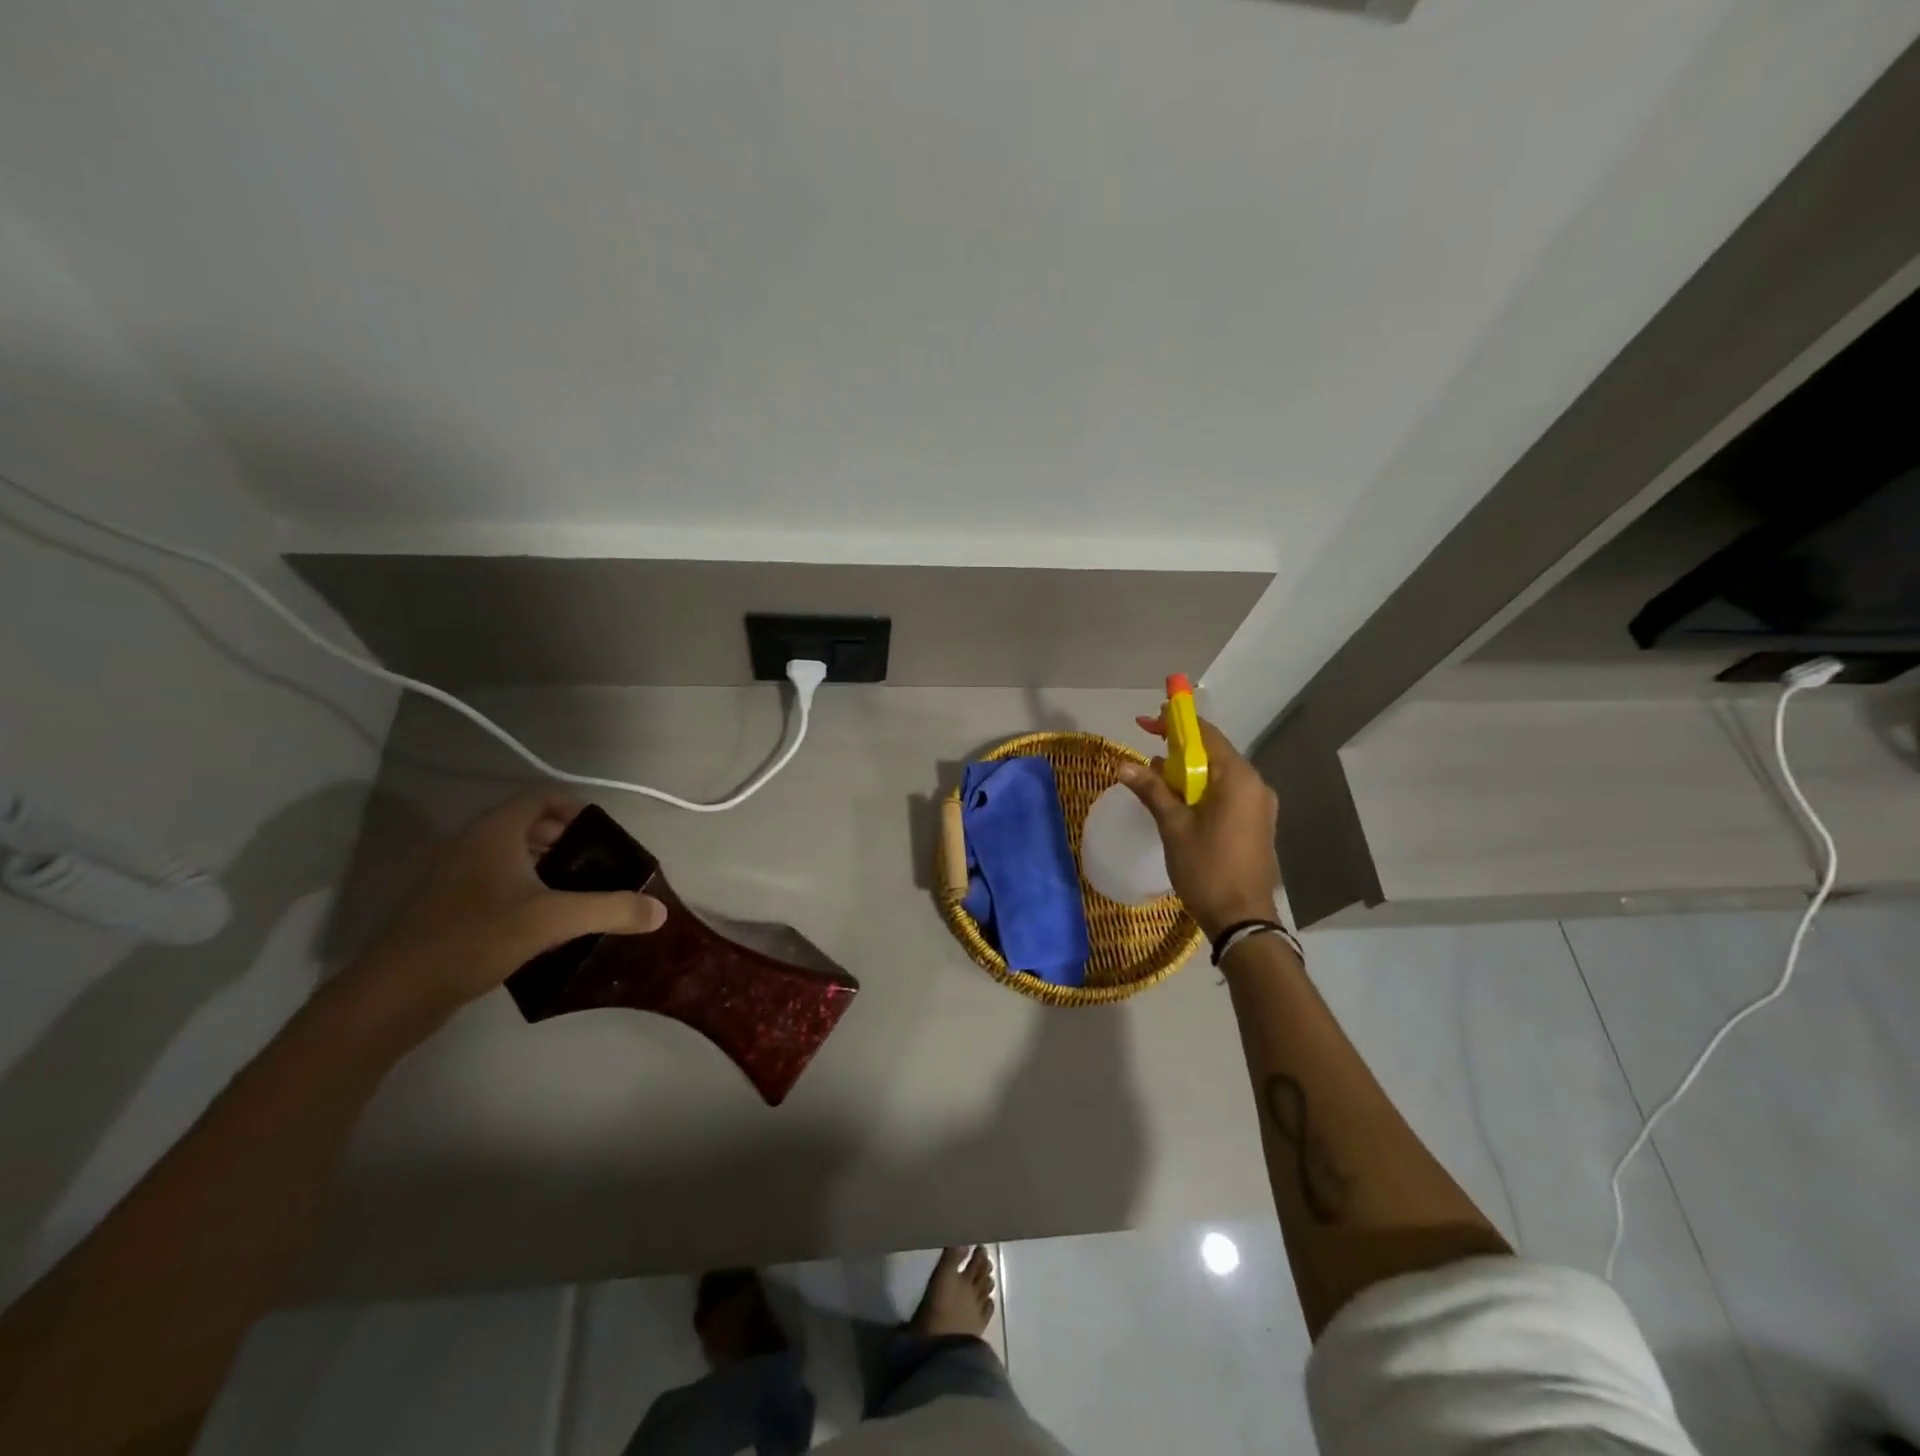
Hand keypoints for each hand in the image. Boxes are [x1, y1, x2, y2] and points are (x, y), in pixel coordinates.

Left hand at [343, 792, 664, 1025]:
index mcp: (493, 834)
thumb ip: (610, 910)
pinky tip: (543, 922)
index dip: (576, 808)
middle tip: (599, 866)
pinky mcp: (444, 909)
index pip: (540, 798)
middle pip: (526, 826)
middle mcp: (470, 846)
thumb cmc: (475, 939)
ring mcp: (452, 878)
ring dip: (544, 866)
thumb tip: (659, 911)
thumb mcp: (553, 921)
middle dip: (566, 840)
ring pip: (508, 857)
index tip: (605, 834)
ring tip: (578, 893)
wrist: (395, 994)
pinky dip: (522, 889)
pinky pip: (493, 882)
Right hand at [1118, 714, 1280, 938]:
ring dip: (1189, 772)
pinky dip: (1202, 790)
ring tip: (1156, 778)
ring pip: (1219, 776)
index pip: (1206, 735)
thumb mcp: (1173, 826)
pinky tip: (1179, 802)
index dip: (1176, 723)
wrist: (1243, 919)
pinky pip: (1227, 794)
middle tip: (1148, 748)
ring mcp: (1259, 806)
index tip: (1149, 718)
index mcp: (1238, 778)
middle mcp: (1255, 785)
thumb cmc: (1207, 868)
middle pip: (1213, 753)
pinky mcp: (1257, 824)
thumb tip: (1123, 765)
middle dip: (1180, 749)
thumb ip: (1152, 790)